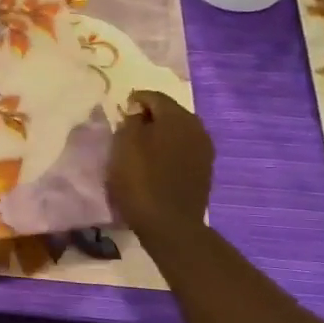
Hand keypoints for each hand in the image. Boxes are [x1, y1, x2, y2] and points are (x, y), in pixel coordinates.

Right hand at [107, 90, 214, 253]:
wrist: (170, 225)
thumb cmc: (141, 180)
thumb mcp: (124, 145)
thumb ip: (129, 121)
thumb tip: (137, 113)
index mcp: (177, 117)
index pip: (153, 97)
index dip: (134, 101)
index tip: (119, 112)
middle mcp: (197, 128)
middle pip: (169, 113)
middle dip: (149, 117)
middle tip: (127, 130)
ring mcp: (204, 151)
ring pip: (177, 132)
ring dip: (159, 135)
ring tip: (140, 148)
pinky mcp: (204, 171)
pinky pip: (183, 150)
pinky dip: (169, 151)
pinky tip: (155, 164)